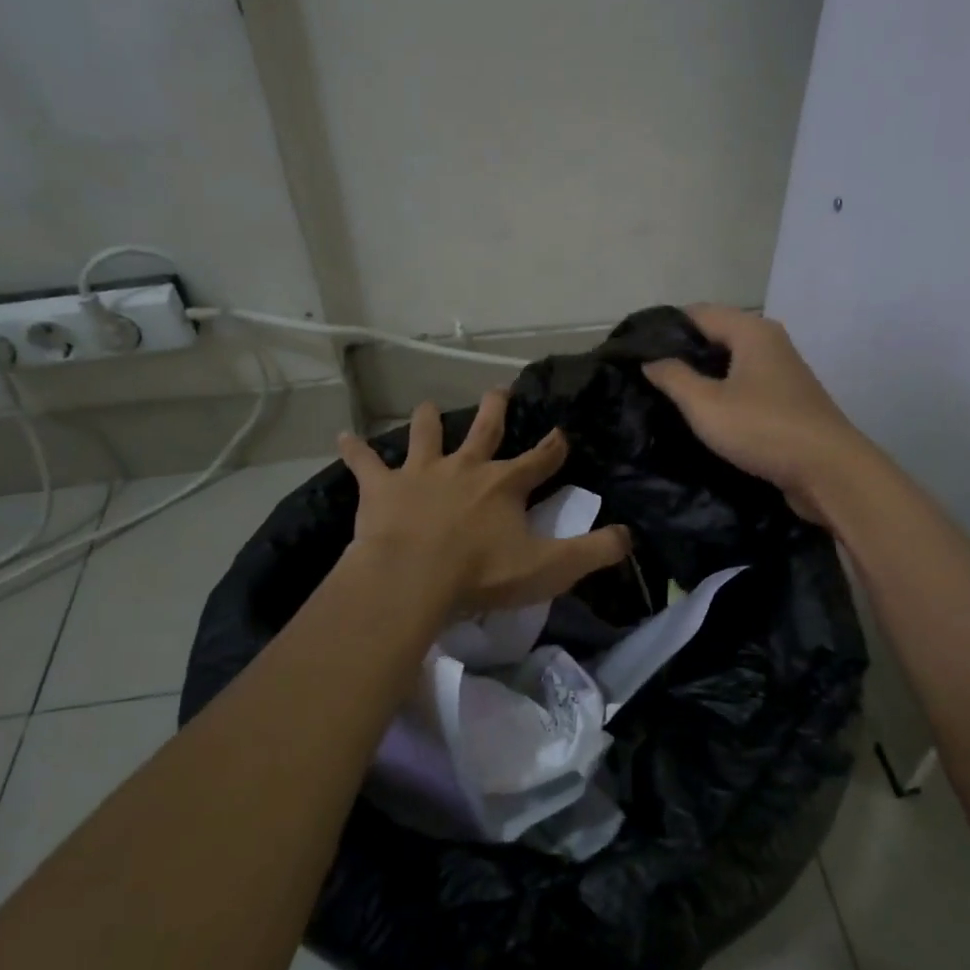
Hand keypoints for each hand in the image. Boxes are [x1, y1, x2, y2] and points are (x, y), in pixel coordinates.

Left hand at [337, 390, 631, 613]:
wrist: (412, 578)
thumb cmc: (482, 574)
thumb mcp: (549, 568)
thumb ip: (593, 552)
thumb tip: (628, 537)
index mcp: (505, 484)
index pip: (540, 459)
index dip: (554, 447)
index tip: (562, 435)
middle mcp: (465, 466)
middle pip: (484, 429)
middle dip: (494, 410)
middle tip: (498, 391)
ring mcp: (421, 472)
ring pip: (425, 435)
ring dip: (426, 421)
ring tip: (425, 407)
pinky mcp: (382, 488)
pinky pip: (365, 463)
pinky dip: (354, 450)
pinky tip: (342, 436)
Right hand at [643, 305, 877, 521]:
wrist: (828, 472)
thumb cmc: (763, 429)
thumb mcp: (705, 404)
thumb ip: (673, 378)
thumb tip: (650, 361)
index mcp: (751, 331)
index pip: (698, 313)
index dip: (665, 328)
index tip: (634, 350)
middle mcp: (770, 342)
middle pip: (716, 335)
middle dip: (682, 353)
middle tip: (647, 376)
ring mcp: (783, 372)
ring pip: (732, 363)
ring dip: (703, 376)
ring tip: (668, 396)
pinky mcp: (788, 401)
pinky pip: (746, 386)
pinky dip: (723, 393)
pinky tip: (704, 414)